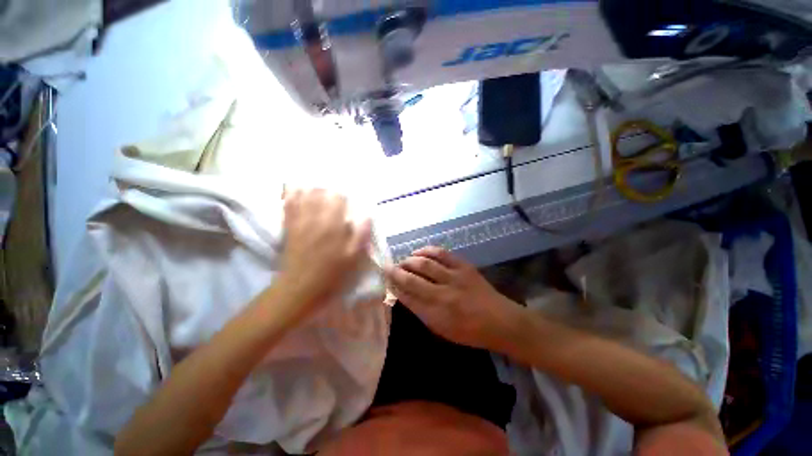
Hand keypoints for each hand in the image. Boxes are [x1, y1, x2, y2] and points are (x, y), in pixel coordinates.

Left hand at [280, 189, 371, 313]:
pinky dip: (290, 196)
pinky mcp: (290, 230)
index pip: (339, 200)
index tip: (348, 191)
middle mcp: (316, 220)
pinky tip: (292, 188)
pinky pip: (288, 208)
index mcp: (333, 226)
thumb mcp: (353, 259)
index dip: (344, 193)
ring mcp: (300, 224)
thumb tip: (367, 216)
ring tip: (314, 180)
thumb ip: (361, 235)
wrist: (300, 290)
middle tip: (331, 183)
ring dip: (309, 187)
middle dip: (326, 187)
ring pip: (304, 197)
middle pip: (320, 195)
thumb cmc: (331, 275)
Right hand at [384, 247, 523, 350]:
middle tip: (390, 268)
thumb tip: (403, 293)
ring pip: (424, 263)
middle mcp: (442, 294)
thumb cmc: (469, 331)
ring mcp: (454, 277)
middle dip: (396, 271)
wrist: (500, 321)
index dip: (393, 286)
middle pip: (412, 278)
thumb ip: (421, 310)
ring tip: (403, 261)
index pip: (407, 297)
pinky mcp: (463, 266)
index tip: (385, 280)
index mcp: (436, 315)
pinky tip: (419, 252)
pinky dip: (426, 250)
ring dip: (409, 260)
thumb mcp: (441, 329)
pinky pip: (441, 253)